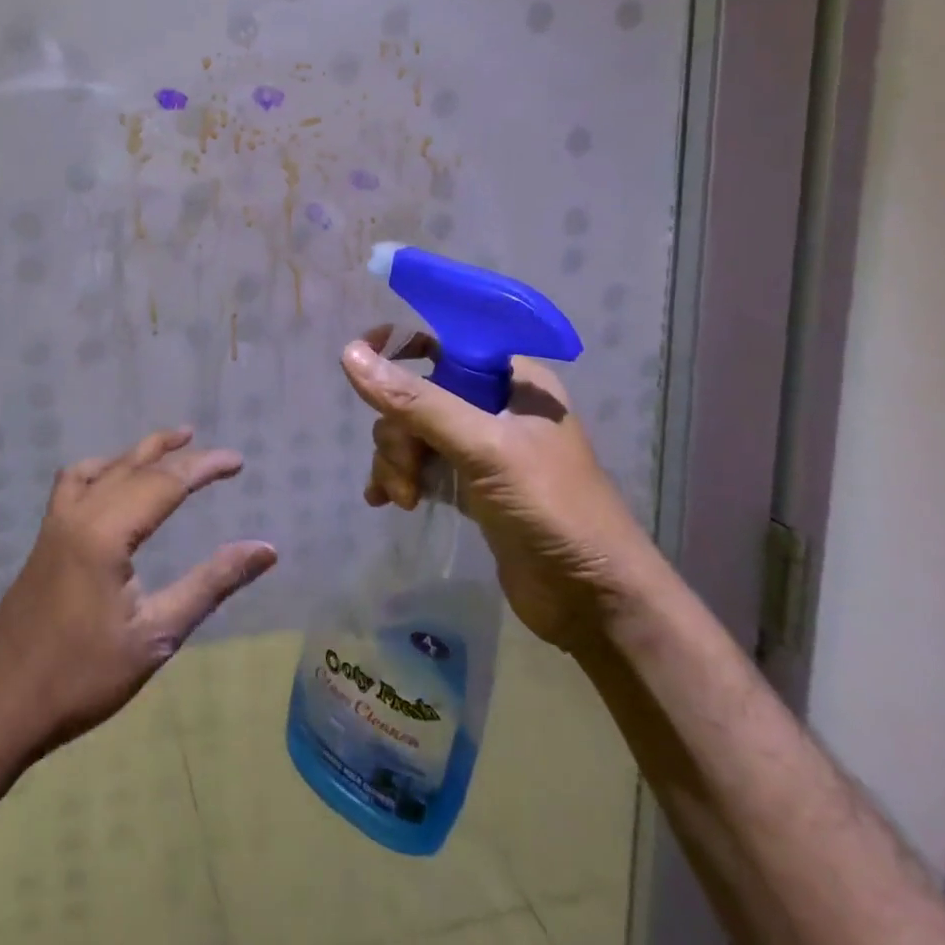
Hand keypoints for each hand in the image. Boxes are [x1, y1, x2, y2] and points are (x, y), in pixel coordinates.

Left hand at [0, 428, 275, 762]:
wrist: (1, 707)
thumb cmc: (82, 678)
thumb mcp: (156, 635)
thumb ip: (211, 584)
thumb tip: (265, 549)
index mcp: (106, 532)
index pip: (165, 482)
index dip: (204, 467)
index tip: (238, 461)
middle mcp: (78, 514)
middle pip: (135, 468)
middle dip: (177, 454)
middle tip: (215, 453)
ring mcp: (55, 523)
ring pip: (102, 467)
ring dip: (138, 453)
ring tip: (169, 445)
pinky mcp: (44, 538)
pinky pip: (73, 482)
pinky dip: (101, 468)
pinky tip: (112, 480)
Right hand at [341, 331, 656, 652]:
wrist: (594, 604)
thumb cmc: (551, 509)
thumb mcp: (483, 448)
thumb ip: (417, 402)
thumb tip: (350, 354)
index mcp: (514, 379)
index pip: (447, 340)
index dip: (401, 345)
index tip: (362, 363)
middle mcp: (497, 405)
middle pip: (420, 392)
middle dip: (399, 430)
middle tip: (406, 470)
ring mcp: (483, 448)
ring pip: (414, 431)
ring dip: (397, 460)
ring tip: (403, 497)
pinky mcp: (472, 486)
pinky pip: (420, 464)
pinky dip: (400, 477)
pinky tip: (385, 500)